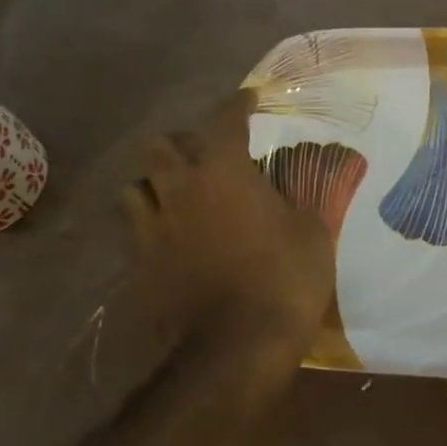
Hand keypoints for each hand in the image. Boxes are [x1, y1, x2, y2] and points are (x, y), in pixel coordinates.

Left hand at [122, 90, 333, 358]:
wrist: (238, 345)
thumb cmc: (286, 279)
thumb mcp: (312, 232)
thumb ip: (297, 201)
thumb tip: (288, 192)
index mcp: (224, 172)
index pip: (225, 120)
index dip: (238, 105)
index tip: (249, 99)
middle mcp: (179, 190)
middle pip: (159, 146)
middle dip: (181, 143)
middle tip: (204, 155)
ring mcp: (152, 228)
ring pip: (133, 187)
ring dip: (154, 183)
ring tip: (176, 194)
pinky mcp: (139, 264)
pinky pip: (133, 230)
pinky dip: (149, 223)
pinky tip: (168, 235)